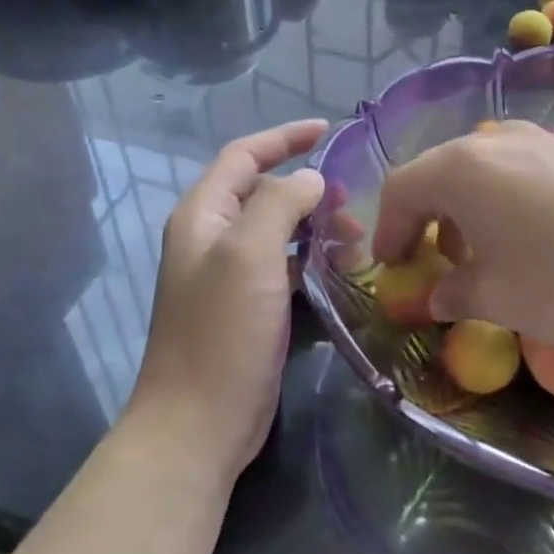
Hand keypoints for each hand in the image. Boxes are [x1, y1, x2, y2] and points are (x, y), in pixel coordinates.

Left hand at [127, 120, 327, 480]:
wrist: (198, 422)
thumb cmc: (222, 332)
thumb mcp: (250, 255)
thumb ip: (280, 204)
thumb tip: (309, 180)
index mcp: (203, 216)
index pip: (243, 156)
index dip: (283, 137)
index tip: (327, 130)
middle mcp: (212, 239)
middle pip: (263, 192)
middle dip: (308, 189)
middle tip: (351, 203)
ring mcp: (229, 276)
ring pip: (278, 231)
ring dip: (315, 227)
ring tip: (355, 242)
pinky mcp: (247, 308)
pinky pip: (283, 267)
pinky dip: (311, 260)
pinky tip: (339, 272)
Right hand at [372, 122, 553, 346]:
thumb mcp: (497, 299)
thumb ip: (452, 294)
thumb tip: (438, 296)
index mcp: (461, 167)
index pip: (401, 189)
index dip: (387, 231)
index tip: (391, 268)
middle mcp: (497, 139)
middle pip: (440, 174)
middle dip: (427, 220)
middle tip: (431, 263)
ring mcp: (543, 140)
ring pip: (482, 171)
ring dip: (467, 212)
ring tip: (481, 256)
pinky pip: (520, 172)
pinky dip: (504, 203)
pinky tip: (530, 240)